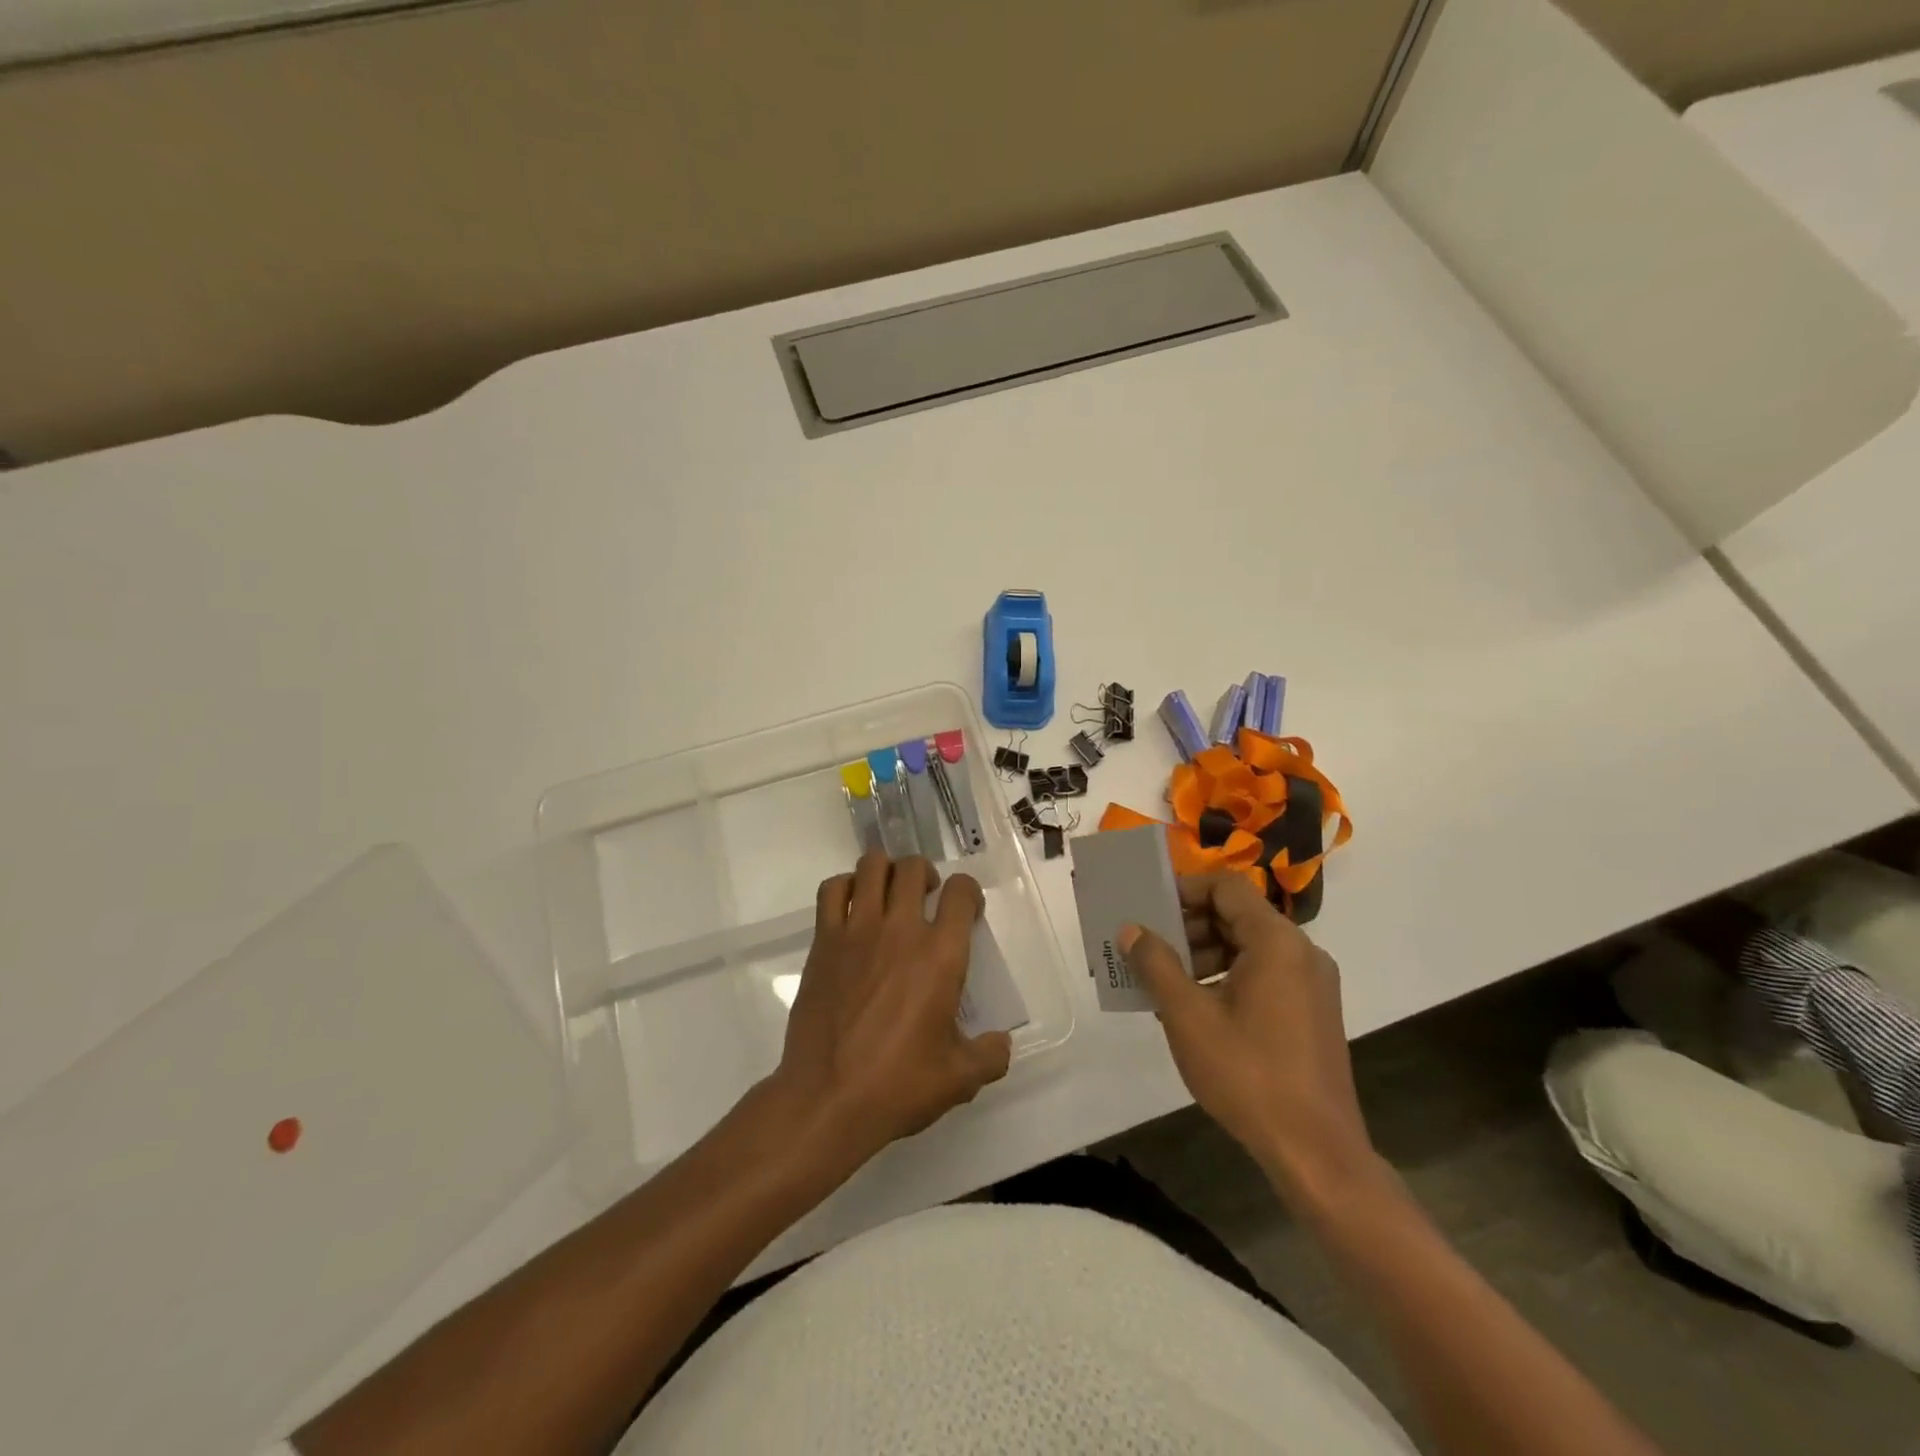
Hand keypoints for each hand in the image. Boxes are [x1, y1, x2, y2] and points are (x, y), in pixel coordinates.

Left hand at [772, 852, 1011, 1166]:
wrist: (828, 1099)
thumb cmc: (899, 1085)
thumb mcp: (960, 1078)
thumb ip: (990, 1056)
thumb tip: (1001, 1043)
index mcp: (940, 955)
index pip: (961, 891)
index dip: (968, 892)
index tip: (967, 911)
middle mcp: (901, 930)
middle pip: (914, 868)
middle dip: (926, 875)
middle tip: (927, 898)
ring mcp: (857, 931)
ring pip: (872, 867)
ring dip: (887, 871)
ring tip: (890, 893)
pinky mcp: (823, 942)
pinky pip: (832, 891)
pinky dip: (846, 886)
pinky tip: (853, 906)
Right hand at [1121, 876, 1381, 1205]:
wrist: (1316, 1152)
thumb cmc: (1248, 1075)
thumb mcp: (1188, 1016)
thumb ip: (1156, 964)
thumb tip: (1132, 929)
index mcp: (1277, 942)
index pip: (1227, 887)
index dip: (1185, 889)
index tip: (1149, 908)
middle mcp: (1302, 952)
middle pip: (1238, 915)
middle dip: (1190, 925)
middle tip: (1150, 947)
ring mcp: (1313, 983)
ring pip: (1250, 946)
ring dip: (1205, 953)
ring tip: (1166, 981)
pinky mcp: (1313, 1011)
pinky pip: (1265, 973)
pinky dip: (1228, 975)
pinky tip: (1197, 1007)